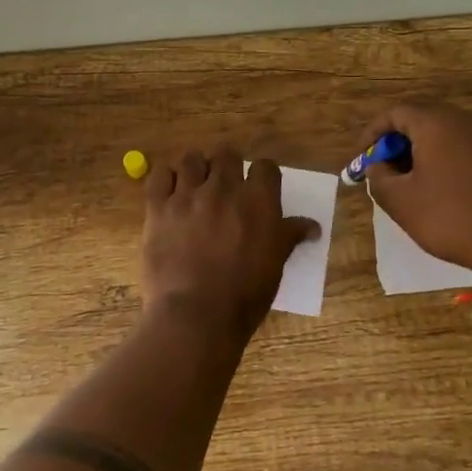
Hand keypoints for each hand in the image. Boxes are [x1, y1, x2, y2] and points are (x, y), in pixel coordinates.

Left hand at [141, 150, 319, 346]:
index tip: (259, 187)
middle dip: (228, 167)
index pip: (266, 166)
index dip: (263, 175)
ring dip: (197, 168)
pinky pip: (159, 175)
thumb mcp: (275, 265)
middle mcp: (223, 188)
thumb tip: (313, 226)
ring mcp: (187, 195)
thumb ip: (290, 237)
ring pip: (191, 159)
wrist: (196, 315)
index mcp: (258, 200)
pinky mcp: (158, 208)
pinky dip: (165, 178)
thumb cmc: (244, 294)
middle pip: (227, 155)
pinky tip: (170, 192)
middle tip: (226, 187)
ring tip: (196, 186)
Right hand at [360, 101, 471, 273]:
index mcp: (436, 122)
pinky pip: (469, 147)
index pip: (395, 113)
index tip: (363, 156)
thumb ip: (378, 177)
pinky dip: (450, 159)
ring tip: (414, 180)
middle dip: (399, 141)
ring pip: (448, 133)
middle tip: (386, 168)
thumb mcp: (401, 202)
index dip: (373, 133)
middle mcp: (466, 118)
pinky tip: (446, 186)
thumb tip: (378, 165)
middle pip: (423, 119)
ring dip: (425, 151)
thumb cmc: (452, 217)